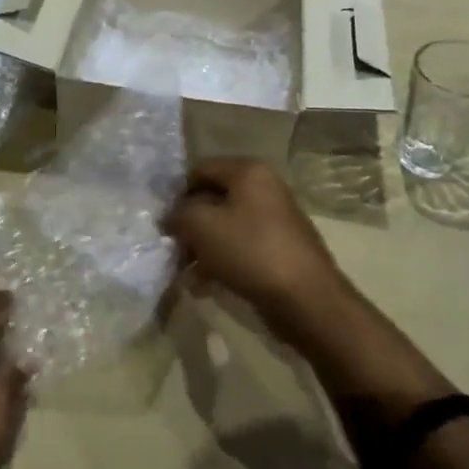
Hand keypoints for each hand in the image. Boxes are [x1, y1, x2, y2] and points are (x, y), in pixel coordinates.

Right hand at [162, 158, 351, 338]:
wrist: (306, 299)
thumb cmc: (250, 251)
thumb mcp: (202, 226)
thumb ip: (178, 214)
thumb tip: (169, 216)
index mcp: (249, 172)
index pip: (200, 170)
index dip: (177, 193)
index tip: (162, 220)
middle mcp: (265, 189)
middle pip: (213, 199)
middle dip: (189, 224)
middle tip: (171, 248)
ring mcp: (274, 220)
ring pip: (225, 226)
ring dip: (202, 246)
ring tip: (185, 271)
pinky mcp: (279, 249)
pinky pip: (240, 247)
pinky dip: (221, 261)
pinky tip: (204, 284)